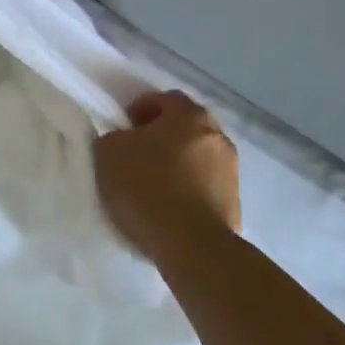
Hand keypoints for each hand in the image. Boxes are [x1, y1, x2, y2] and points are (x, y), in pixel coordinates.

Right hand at [94, 90, 241, 259]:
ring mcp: (231, 170)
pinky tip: (171, 206)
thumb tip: (124, 140)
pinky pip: (206, 185)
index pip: (166, 99)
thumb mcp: (109, 153)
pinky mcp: (235, 202)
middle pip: (186, 126)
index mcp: (189, 116)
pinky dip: (190, 189)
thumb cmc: (147, 187)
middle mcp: (217, 136)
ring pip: (198, 156)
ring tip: (154, 183)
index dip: (142, 108)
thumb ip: (115, 137)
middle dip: (163, 135)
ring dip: (179, 162)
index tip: (125, 127)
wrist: (191, 245)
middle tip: (138, 152)